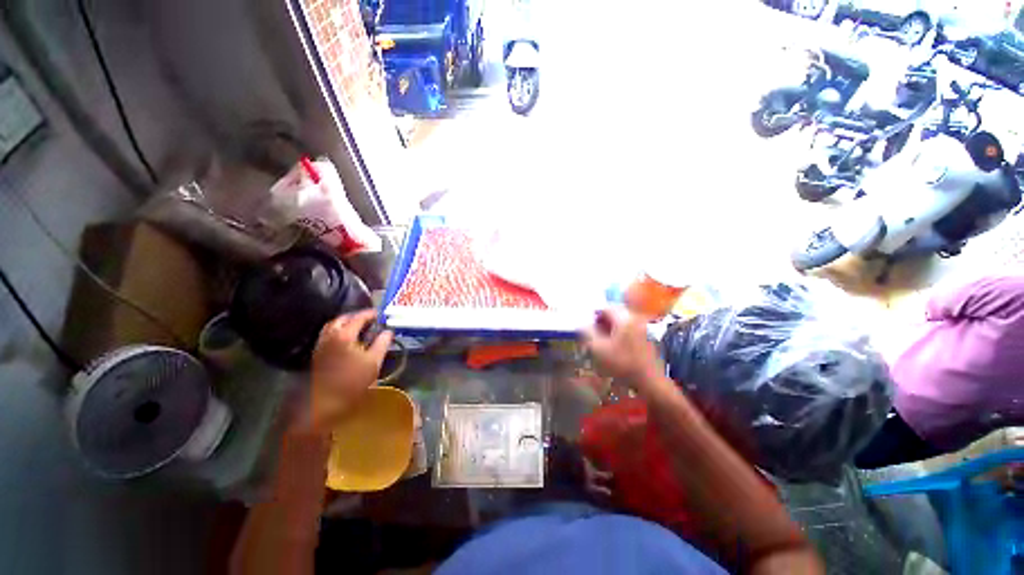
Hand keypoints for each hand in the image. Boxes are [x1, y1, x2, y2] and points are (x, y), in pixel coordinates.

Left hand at [299, 310, 392, 435]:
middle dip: (356, 316)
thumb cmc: (353, 382)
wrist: (325, 403)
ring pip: (333, 326)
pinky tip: (348, 340)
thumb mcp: (374, 362)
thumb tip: (388, 332)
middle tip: (369, 319)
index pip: (358, 318)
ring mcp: (321, 345)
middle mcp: (330, 336)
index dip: (370, 314)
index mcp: (344, 335)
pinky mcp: (318, 354)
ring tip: (359, 327)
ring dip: (346, 323)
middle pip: (342, 319)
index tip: (380, 314)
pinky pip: (328, 335)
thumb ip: (382, 343)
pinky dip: (339, 332)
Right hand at [581, 308, 662, 387]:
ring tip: (601, 341)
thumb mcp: (598, 348)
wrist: (648, 380)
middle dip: (602, 321)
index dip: (594, 315)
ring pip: (621, 322)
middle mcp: (635, 318)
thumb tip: (581, 324)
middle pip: (614, 313)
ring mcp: (642, 328)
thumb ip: (587, 332)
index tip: (587, 326)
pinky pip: (628, 329)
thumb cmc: (622, 363)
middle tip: (593, 333)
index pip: (606, 307)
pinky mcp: (645, 338)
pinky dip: (618, 334)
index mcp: (624, 318)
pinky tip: (613, 346)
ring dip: (609, 328)